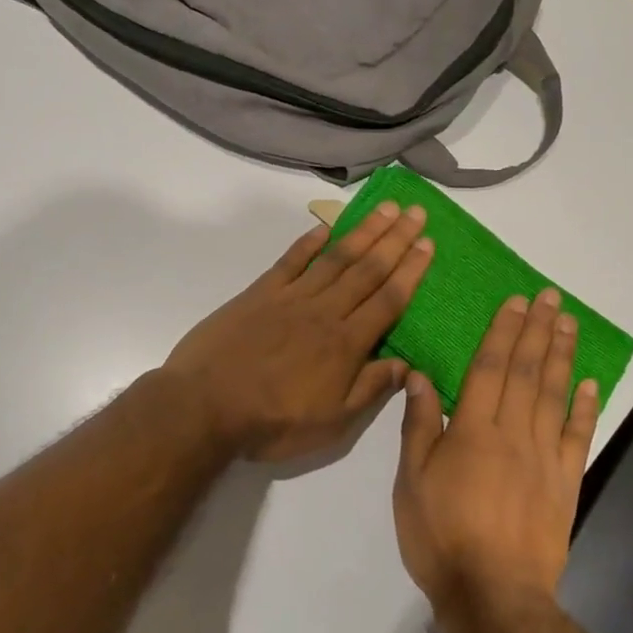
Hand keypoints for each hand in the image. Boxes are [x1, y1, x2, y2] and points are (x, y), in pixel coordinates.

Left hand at [163, 202, 433, 461]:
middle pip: (367, 269)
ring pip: (336, 258)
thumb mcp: (331, 423)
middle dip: (396, 239)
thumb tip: (408, 366)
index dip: (411, 271)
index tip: (429, 244)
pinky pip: (290, 260)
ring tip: (386, 208)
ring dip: (363, 231)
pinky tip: (326, 226)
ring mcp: (291, 297)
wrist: (203, 407)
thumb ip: (370, 390)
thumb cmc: (272, 422)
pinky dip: (309, 241)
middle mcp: (324, 311)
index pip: (388, 300)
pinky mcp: (259, 293)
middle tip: (417, 212)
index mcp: (346, 343)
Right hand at [393, 290, 600, 632]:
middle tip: (551, 297)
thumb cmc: (441, 537)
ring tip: (569, 324)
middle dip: (538, 330)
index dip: (503, 332)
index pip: (490, 368)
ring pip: (555, 396)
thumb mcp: (411, 482)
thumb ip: (419, 426)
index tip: (516, 302)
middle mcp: (513, 433)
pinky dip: (586, 408)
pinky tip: (590, 383)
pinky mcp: (565, 483)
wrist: (493, 596)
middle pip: (527, 372)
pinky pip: (579, 437)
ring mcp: (545, 457)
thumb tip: (420, 376)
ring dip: (562, 357)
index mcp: (473, 430)